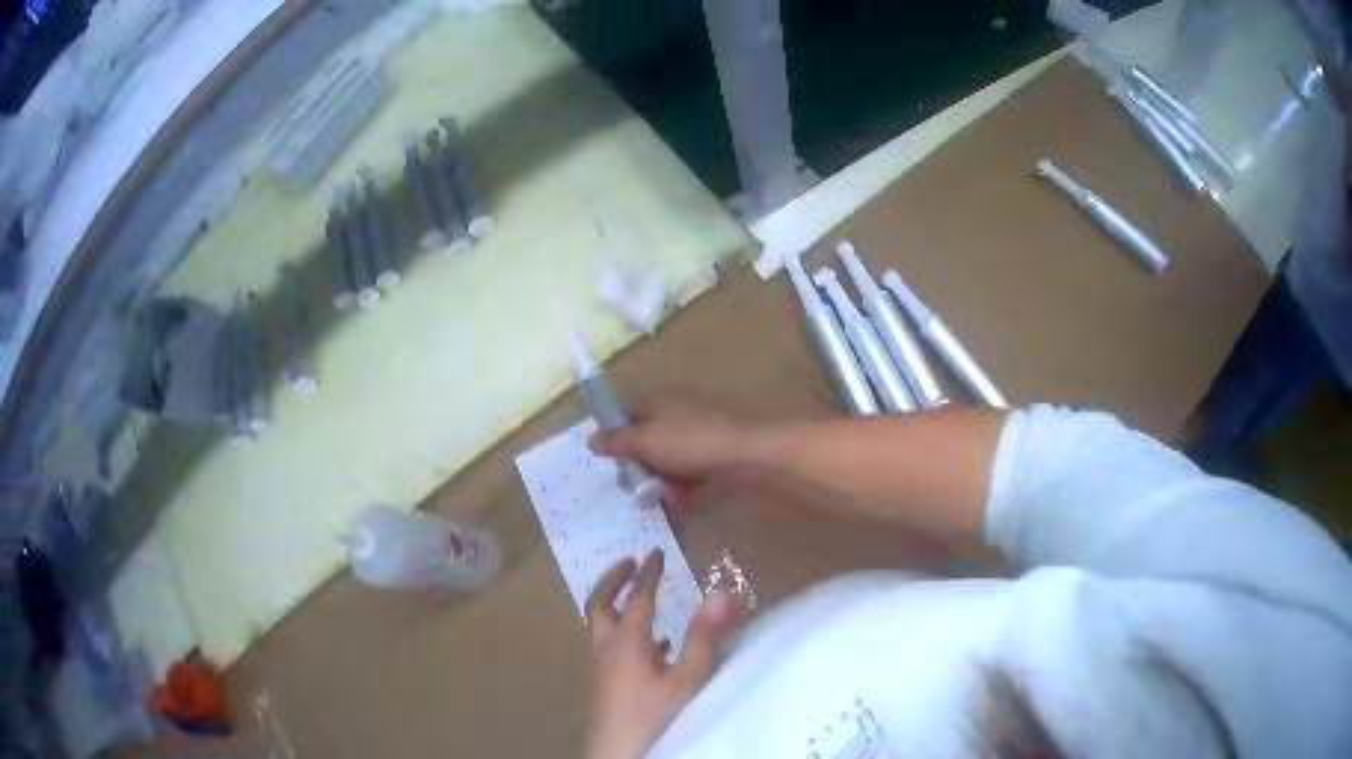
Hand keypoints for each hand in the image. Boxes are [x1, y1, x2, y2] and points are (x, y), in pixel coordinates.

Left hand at [585, 550, 744, 758]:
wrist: (619, 754)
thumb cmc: (655, 717)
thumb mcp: (687, 680)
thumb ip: (704, 638)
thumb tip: (720, 594)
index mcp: (626, 642)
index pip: (637, 597)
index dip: (649, 572)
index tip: (657, 550)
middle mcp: (607, 648)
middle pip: (600, 603)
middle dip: (615, 579)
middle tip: (631, 561)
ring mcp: (603, 667)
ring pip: (603, 624)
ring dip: (618, 603)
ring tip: (641, 596)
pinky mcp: (606, 684)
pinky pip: (613, 647)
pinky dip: (628, 633)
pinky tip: (656, 647)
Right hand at [589, 403, 747, 504]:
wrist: (746, 455)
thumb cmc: (690, 442)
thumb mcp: (646, 441)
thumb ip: (618, 441)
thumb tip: (591, 439)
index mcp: (657, 402)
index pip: (626, 410)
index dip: (612, 431)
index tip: (605, 457)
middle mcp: (675, 414)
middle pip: (644, 437)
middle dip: (635, 463)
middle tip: (629, 486)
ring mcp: (695, 436)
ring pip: (665, 457)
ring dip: (656, 478)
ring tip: (652, 499)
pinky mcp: (711, 456)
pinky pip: (686, 470)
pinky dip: (678, 485)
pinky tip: (674, 503)